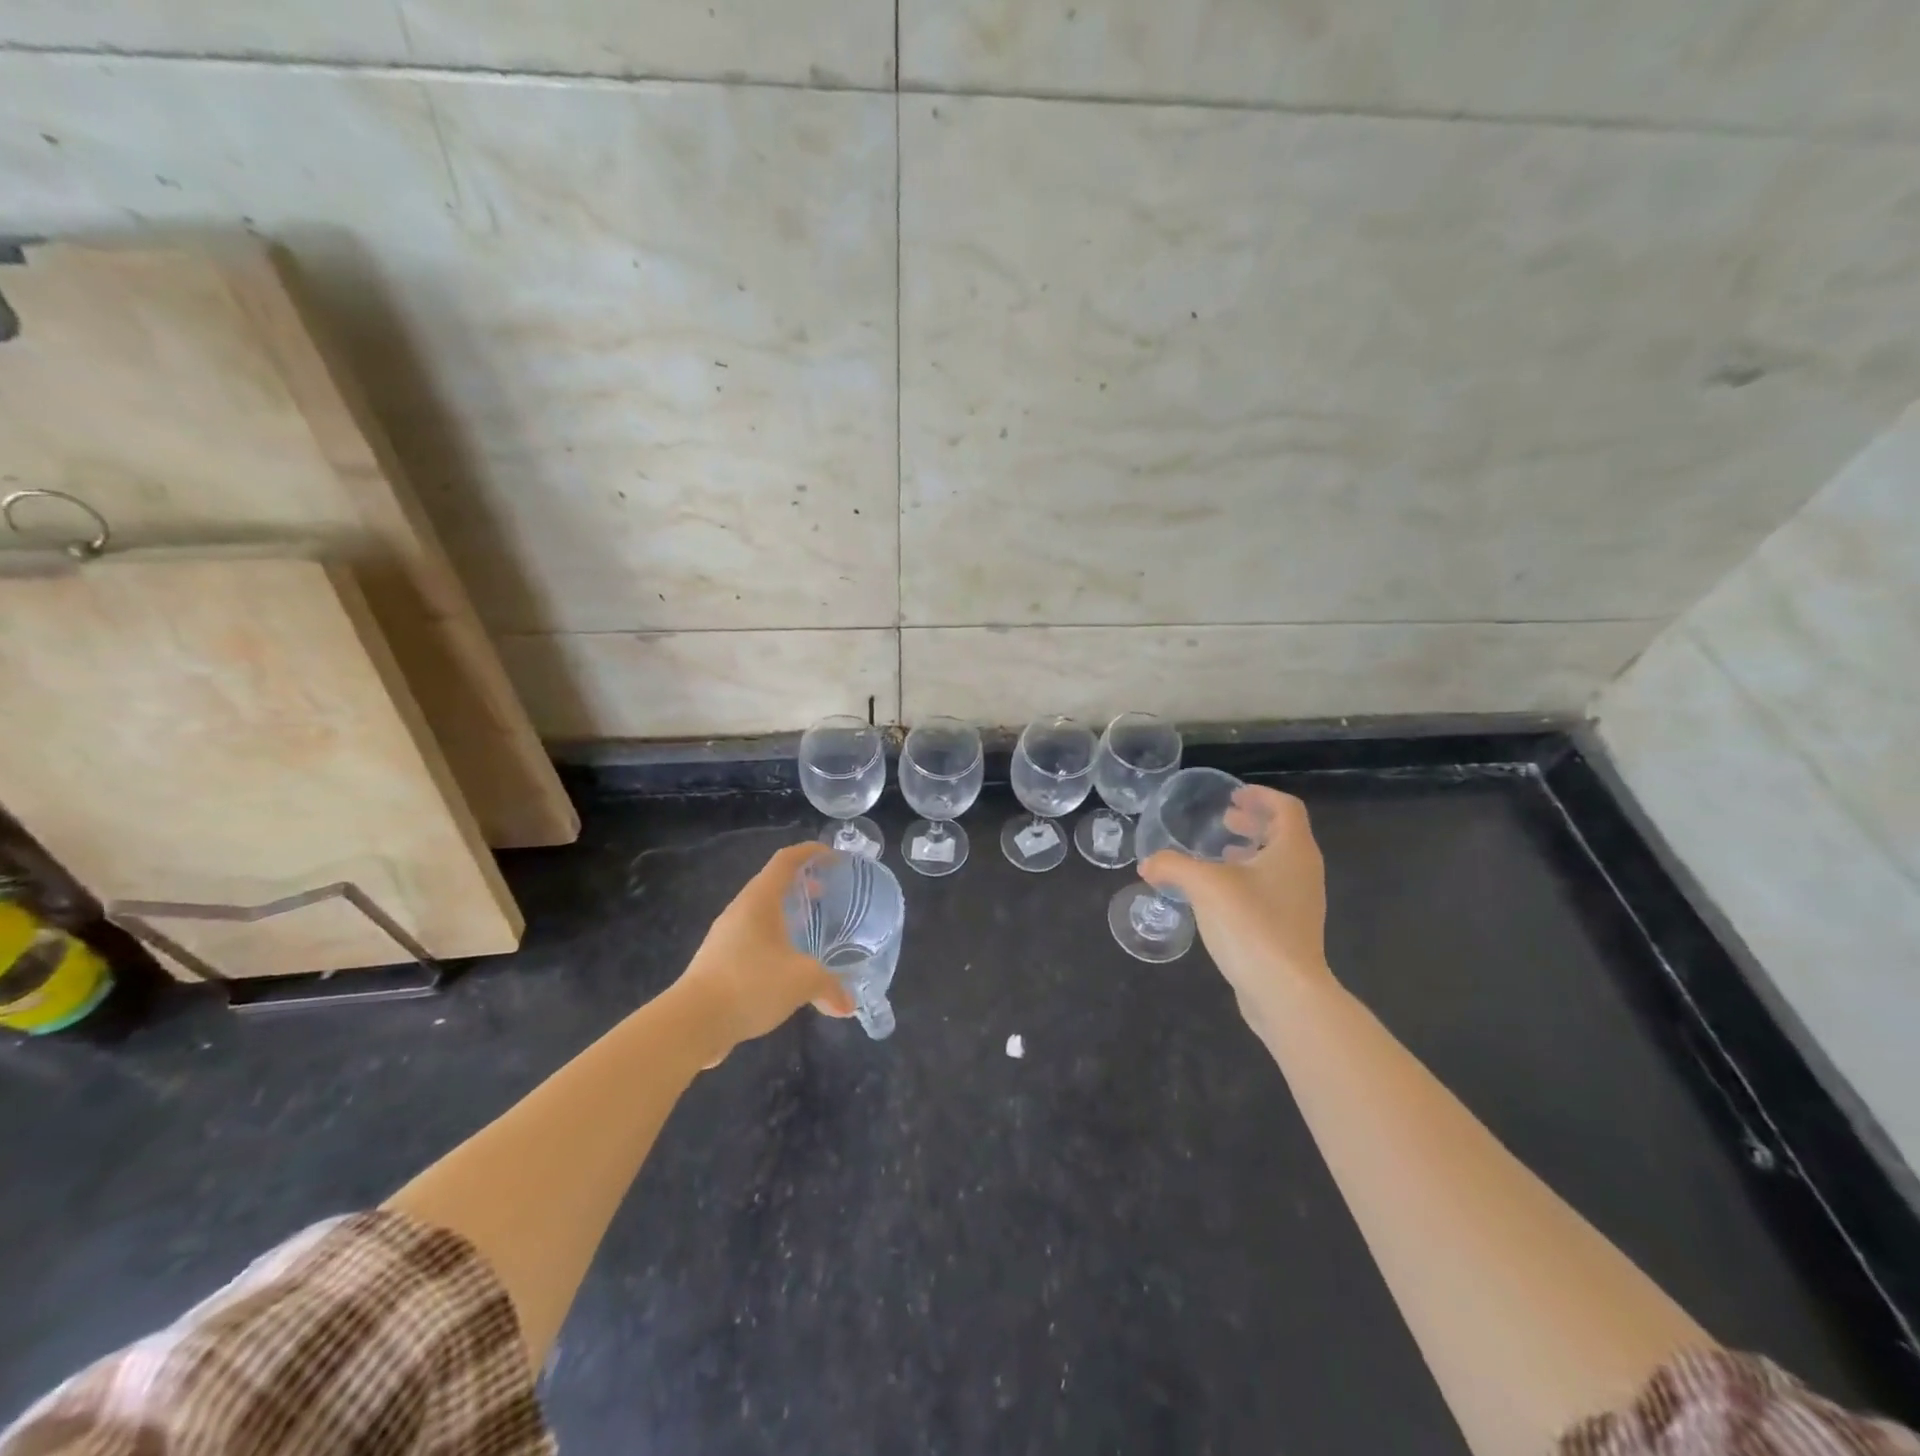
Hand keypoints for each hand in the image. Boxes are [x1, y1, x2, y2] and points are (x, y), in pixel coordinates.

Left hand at [674, 843, 854, 1066]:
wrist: (691, 1023)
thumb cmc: (750, 984)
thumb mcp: (802, 981)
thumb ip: (829, 986)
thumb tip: (847, 1004)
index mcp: (759, 900)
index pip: (786, 860)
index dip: (810, 852)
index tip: (834, 857)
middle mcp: (740, 910)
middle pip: (773, 884)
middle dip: (801, 884)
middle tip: (827, 895)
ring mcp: (725, 936)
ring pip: (761, 913)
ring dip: (786, 914)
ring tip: (810, 930)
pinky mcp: (718, 962)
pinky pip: (752, 938)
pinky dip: (774, 939)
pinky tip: (786, 965)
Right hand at [1140, 786, 1336, 1035]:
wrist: (1285, 991)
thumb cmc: (1251, 924)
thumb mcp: (1204, 885)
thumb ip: (1172, 866)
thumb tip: (1147, 864)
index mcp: (1293, 851)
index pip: (1285, 808)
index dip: (1261, 796)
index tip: (1233, 796)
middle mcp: (1303, 871)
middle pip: (1283, 834)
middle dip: (1254, 823)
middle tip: (1224, 820)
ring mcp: (1301, 903)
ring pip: (1277, 864)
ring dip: (1251, 852)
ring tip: (1220, 853)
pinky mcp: (1291, 929)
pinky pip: (1272, 890)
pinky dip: (1249, 879)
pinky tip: (1220, 895)